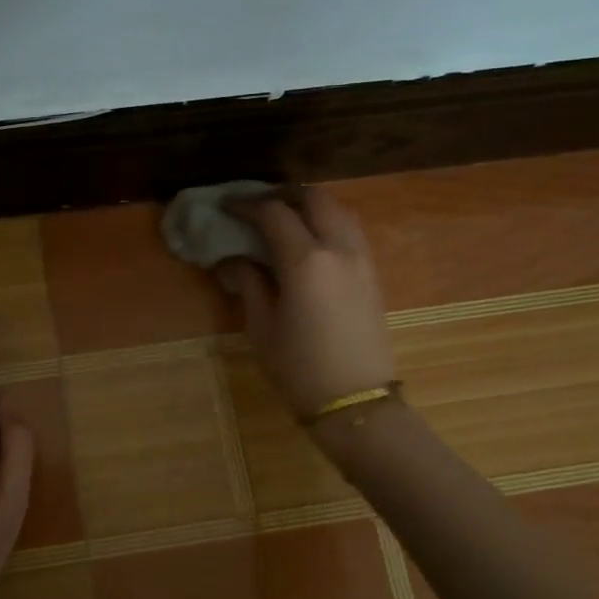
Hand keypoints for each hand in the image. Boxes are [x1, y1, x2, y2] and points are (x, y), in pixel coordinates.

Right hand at [216, 186, 395, 417]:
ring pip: (338, 211)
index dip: (246, 204)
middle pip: (314, 198)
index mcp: (306, 260)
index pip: (273, 213)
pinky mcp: (372, 275)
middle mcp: (339, 249)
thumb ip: (248, 282)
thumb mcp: (262, 326)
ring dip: (309, 207)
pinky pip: (350, 231)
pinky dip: (327, 223)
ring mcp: (362, 260)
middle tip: (257, 206)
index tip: (225, 206)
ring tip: (282, 220)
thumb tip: (231, 260)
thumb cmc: (299, 368)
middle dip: (283, 195)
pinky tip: (307, 243)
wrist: (356, 403)